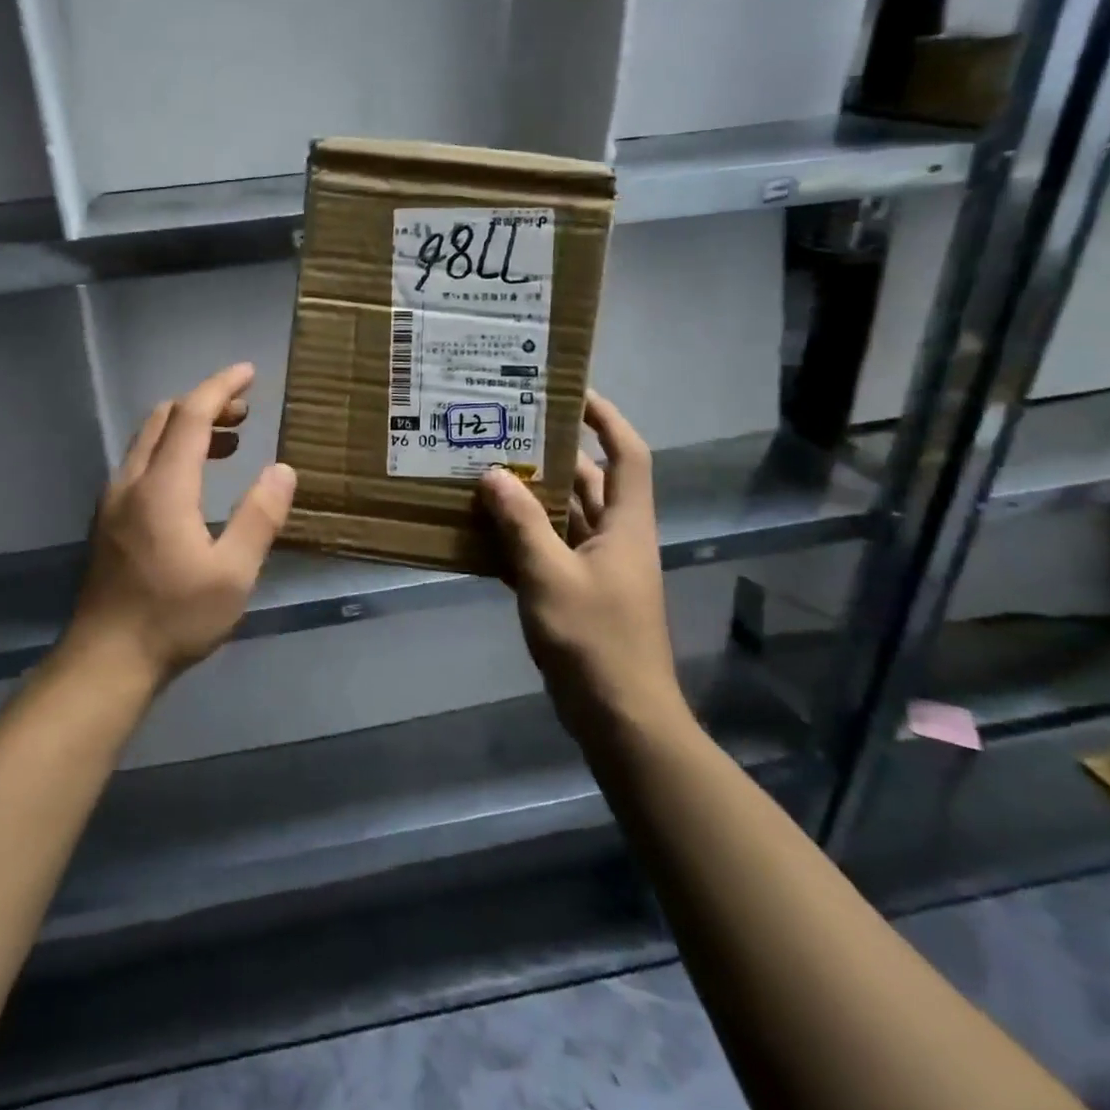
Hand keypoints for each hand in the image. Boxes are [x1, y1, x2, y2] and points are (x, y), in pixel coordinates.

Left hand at [67, 363, 296, 688]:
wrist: (106, 660)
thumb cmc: (175, 617)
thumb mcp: (233, 574)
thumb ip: (260, 517)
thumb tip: (282, 470)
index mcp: (163, 487)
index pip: (190, 415)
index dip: (221, 387)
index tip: (249, 373)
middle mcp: (131, 482)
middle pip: (163, 418)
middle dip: (205, 404)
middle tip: (246, 413)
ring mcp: (114, 500)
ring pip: (148, 440)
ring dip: (187, 428)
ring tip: (230, 442)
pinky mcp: (108, 520)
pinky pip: (141, 463)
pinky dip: (171, 451)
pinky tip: (195, 481)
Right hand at [479, 393, 684, 735]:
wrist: (620, 715)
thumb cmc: (594, 638)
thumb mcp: (550, 575)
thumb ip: (520, 523)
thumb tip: (492, 475)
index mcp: (625, 525)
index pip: (627, 454)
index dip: (607, 419)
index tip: (572, 393)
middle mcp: (616, 538)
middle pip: (588, 482)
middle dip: (551, 455)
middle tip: (506, 432)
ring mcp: (598, 568)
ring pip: (564, 517)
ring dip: (530, 498)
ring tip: (485, 472)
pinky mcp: (578, 594)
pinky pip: (548, 551)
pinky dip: (522, 538)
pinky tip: (482, 532)